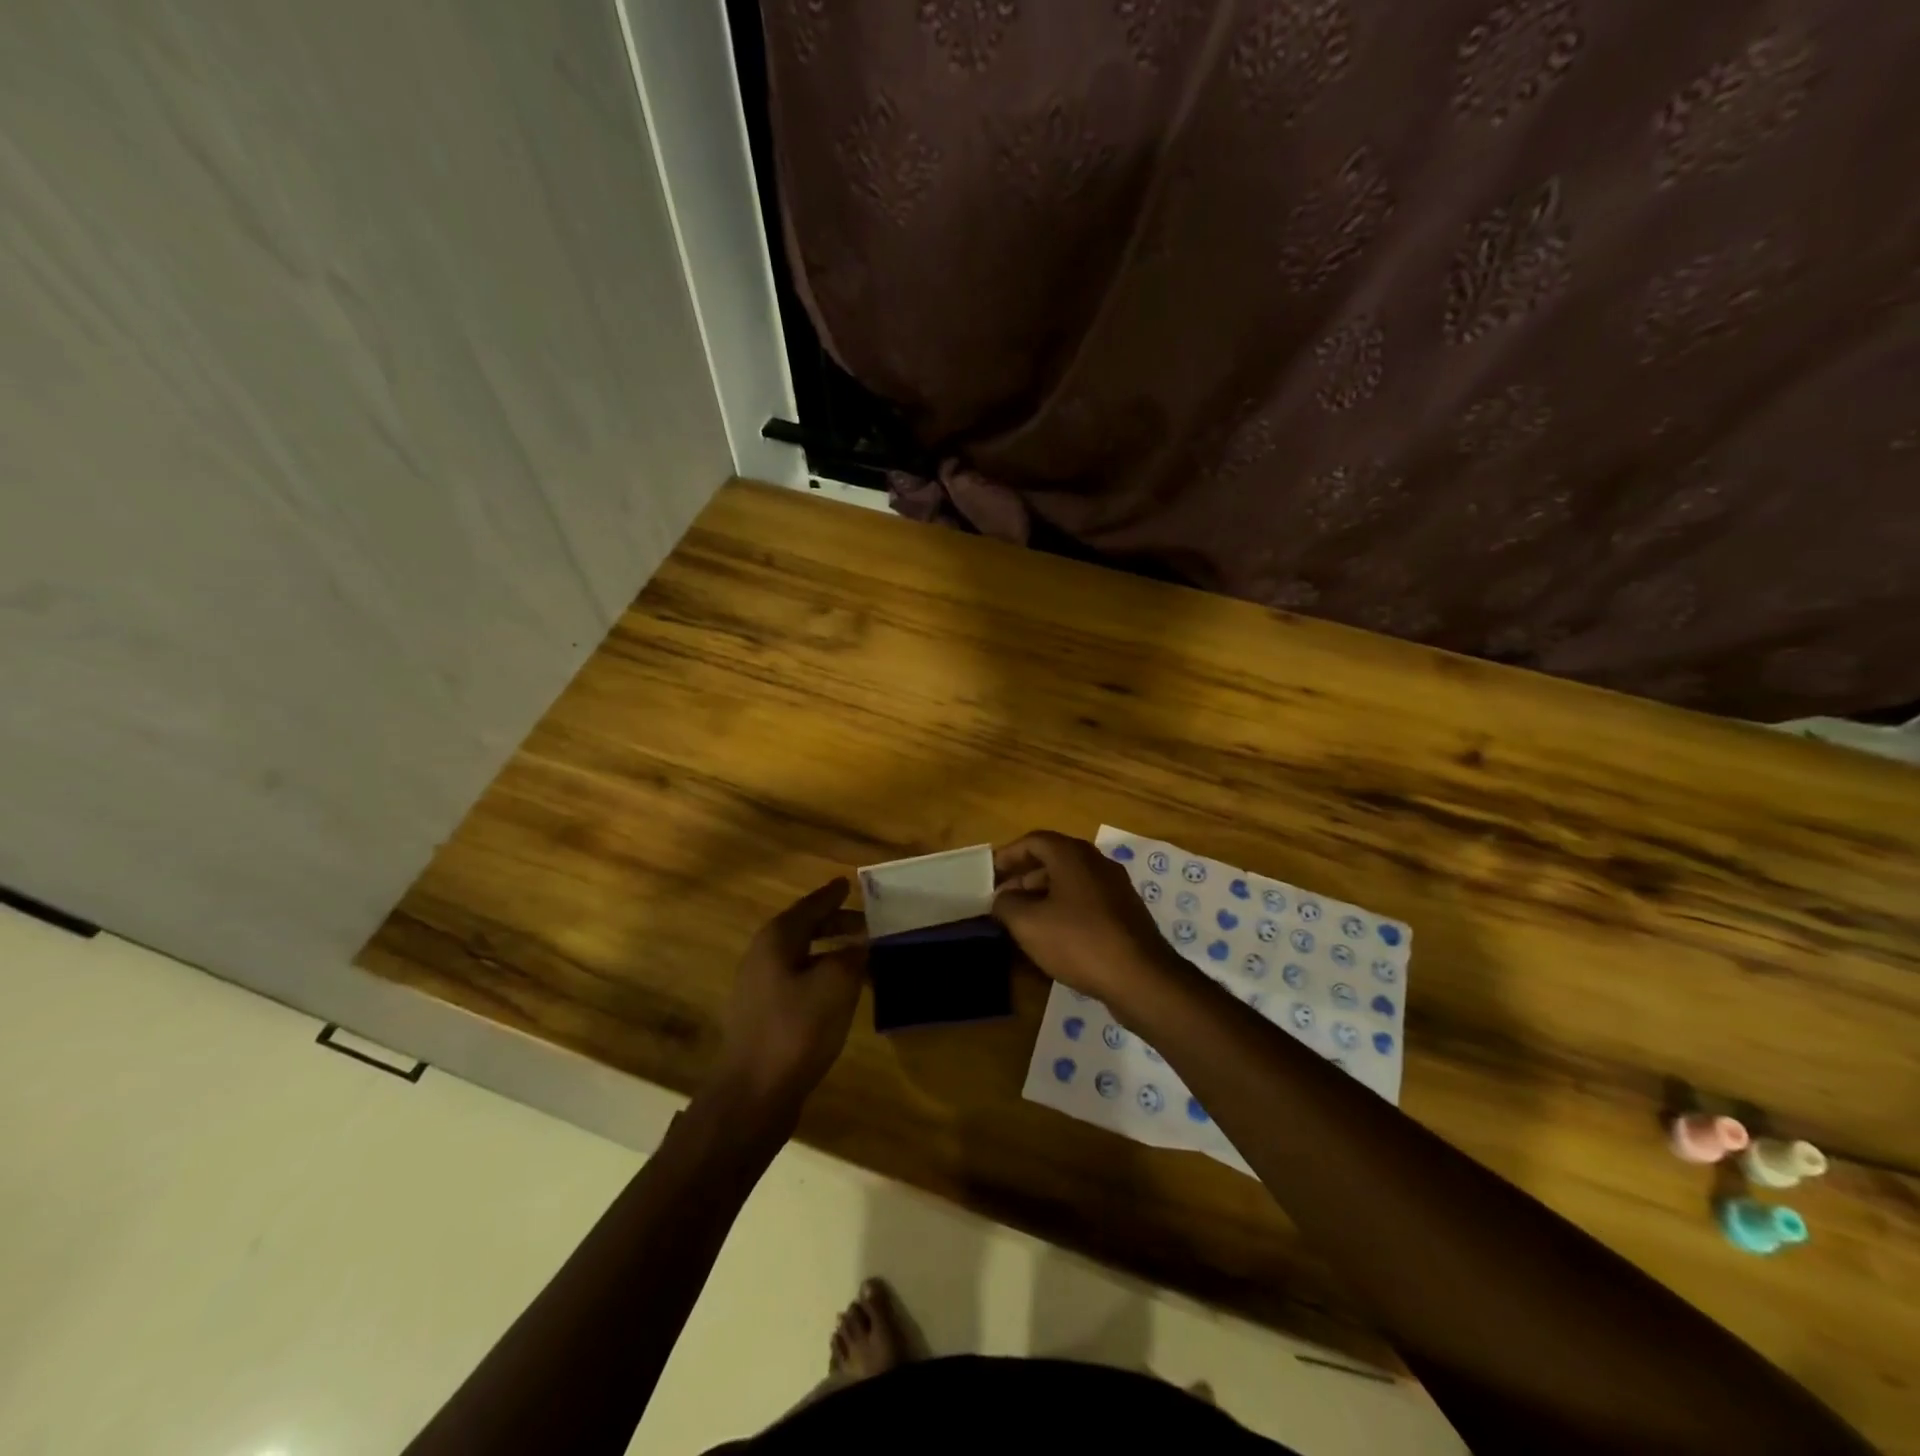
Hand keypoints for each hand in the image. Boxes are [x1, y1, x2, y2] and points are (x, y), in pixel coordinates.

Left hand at [710, 879, 866, 1116]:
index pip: (810, 906)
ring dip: (831, 952)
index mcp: (776, 939)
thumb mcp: (836, 984)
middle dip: (835, 924)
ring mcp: (759, 988)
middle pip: (804, 929)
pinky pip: (798, 980)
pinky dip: (821, 975)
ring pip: (801, 956)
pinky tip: (841, 991)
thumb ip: (852, 956)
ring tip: (860, 956)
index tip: (849, 883)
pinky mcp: (763, 1016)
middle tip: (867, 924)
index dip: (832, 895)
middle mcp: (762, 956)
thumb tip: (862, 944)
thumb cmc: (796, 1029)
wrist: (754, 1094)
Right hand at [991, 831, 1185, 1012]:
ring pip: (1071, 881)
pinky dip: (1065, 908)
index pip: (1033, 841)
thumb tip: (1002, 898)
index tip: (990, 874)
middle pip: (1053, 859)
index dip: (1008, 855)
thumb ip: (1006, 905)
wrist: (1141, 977)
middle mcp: (1096, 862)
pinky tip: (1054, 935)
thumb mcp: (1028, 924)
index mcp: (1072, 855)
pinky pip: (1087, 899)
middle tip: (1002, 899)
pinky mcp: (1125, 912)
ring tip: (1023, 920)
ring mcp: (1115, 886)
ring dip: (1044, 894)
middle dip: (1024, 877)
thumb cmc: (1079, 941)